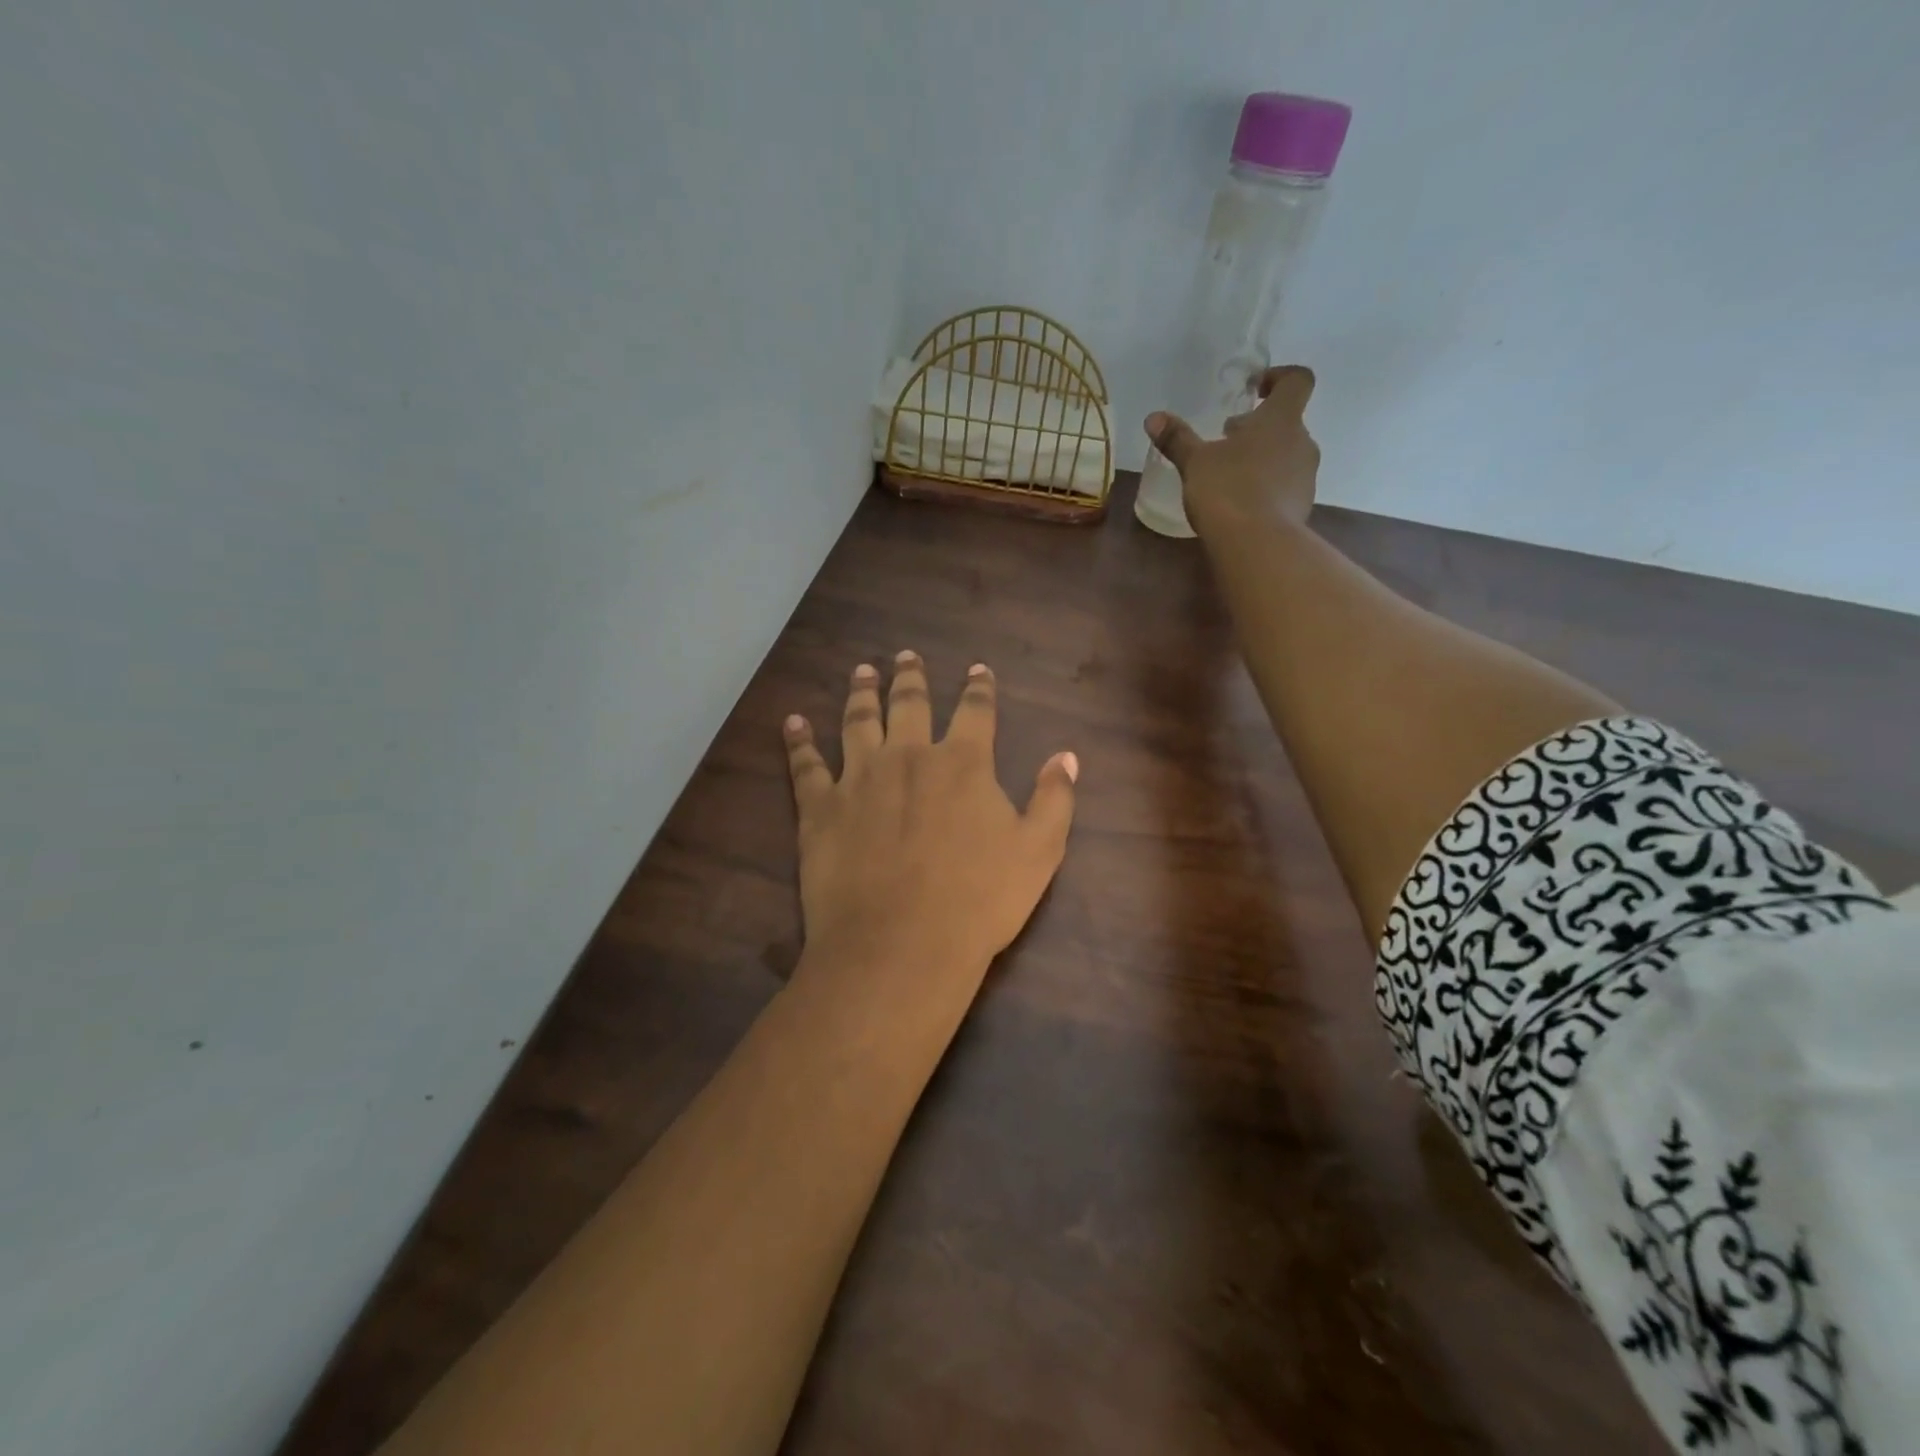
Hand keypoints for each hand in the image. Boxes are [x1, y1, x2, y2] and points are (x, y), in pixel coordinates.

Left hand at [783, 653, 1077, 982]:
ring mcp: (860, 779)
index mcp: (963, 764)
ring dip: (861, 693)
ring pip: (858, 721)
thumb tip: (1066, 755)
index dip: (979, 688)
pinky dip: (798, 741)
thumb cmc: (979, 901)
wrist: (901, 945)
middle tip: (905, 656)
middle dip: (911, 677)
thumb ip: (1054, 799)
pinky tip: (792, 721)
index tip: (977, 669)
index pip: (976, 711)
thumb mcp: (1039, 852)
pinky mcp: (820, 808)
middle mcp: (909, 757)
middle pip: (909, 704)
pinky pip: (805, 765)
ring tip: (862, 671)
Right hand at [1145, 365, 1320, 533]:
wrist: (1257, 545)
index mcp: (1281, 420)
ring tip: (1229, 476)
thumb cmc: (1227, 490)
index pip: (1297, 381)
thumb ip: (1177, 439)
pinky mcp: (1302, 507)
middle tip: (1227, 440)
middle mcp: (1302, 442)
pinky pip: (1285, 487)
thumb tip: (1153, 418)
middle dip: (1258, 428)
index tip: (1254, 388)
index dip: (1279, 377)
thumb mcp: (1195, 463)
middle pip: (1286, 423)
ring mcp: (1306, 477)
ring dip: (1262, 459)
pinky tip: (1239, 504)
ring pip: (1286, 456)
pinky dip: (1265, 488)